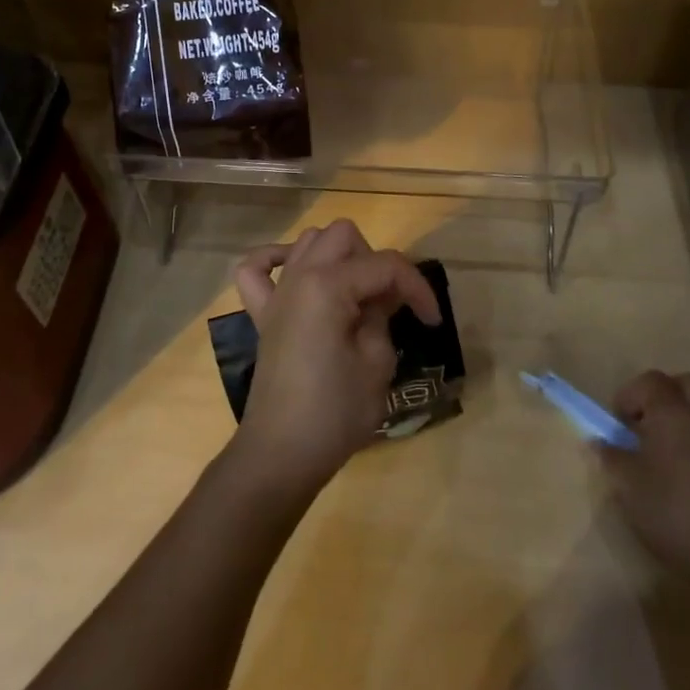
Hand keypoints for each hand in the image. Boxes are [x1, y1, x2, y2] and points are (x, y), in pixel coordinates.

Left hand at [226, 220, 439, 498]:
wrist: (281, 453)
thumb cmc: (335, 411)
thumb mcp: (377, 362)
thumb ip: (383, 316)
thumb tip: (384, 297)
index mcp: (328, 284)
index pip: (385, 265)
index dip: (417, 288)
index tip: (432, 321)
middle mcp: (299, 275)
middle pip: (345, 236)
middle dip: (375, 262)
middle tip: (389, 304)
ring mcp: (277, 292)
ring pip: (308, 241)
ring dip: (337, 257)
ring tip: (355, 295)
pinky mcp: (262, 314)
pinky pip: (256, 268)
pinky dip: (274, 260)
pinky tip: (295, 275)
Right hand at [601, 370, 689, 585]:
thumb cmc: (670, 514)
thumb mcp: (626, 486)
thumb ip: (611, 457)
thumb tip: (599, 442)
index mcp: (672, 413)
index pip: (650, 380)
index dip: (630, 394)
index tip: (619, 422)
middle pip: (687, 383)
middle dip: (666, 393)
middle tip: (649, 421)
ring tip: (680, 437)